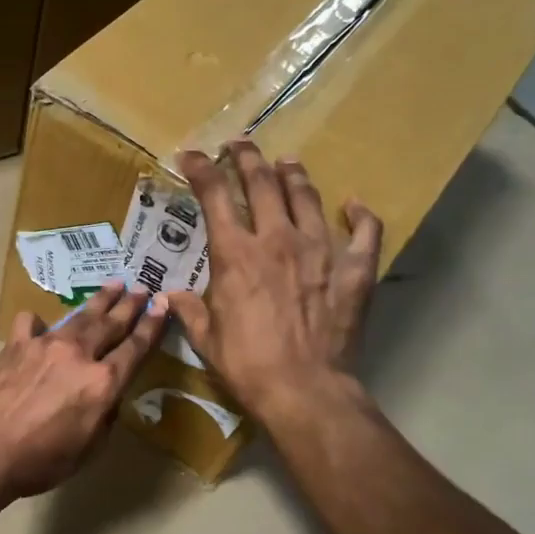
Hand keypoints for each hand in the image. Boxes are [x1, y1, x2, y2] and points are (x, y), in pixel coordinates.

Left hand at [0, 283, 167, 501]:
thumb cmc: (39, 462)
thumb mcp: (87, 450)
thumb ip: (104, 417)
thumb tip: (107, 396)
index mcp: (103, 383)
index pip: (136, 348)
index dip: (153, 326)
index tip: (164, 306)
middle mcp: (78, 355)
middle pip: (111, 323)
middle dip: (130, 305)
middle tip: (143, 288)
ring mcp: (45, 345)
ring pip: (79, 316)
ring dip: (99, 301)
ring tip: (113, 285)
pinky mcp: (15, 346)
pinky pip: (32, 324)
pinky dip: (40, 322)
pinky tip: (41, 324)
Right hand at [166, 142, 382, 424]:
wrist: (304, 388)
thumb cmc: (247, 365)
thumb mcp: (206, 339)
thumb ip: (189, 310)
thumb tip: (171, 297)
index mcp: (235, 255)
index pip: (214, 196)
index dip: (201, 170)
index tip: (191, 155)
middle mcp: (277, 239)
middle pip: (262, 183)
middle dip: (246, 158)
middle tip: (239, 145)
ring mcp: (320, 249)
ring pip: (306, 196)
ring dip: (292, 174)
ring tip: (286, 162)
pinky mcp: (355, 268)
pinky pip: (364, 231)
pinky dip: (359, 214)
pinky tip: (353, 204)